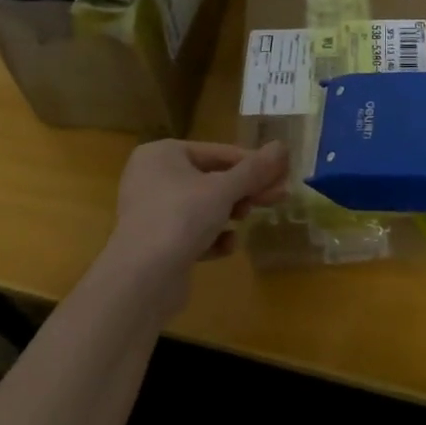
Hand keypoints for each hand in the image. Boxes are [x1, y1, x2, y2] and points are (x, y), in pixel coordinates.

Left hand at [102, 140, 289, 295]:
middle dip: (244, 190)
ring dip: (228, 213)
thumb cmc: (181, 218)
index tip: (283, 175)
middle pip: (211, 179)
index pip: (218, 152)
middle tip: (277, 199)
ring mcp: (151, 210)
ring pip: (202, 206)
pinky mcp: (156, 241)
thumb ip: (254, 169)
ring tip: (244, 220)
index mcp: (162, 153)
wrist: (142, 278)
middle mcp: (152, 176)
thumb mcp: (224, 190)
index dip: (253, 164)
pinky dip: (211, 237)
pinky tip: (226, 246)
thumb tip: (282, 146)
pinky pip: (191, 231)